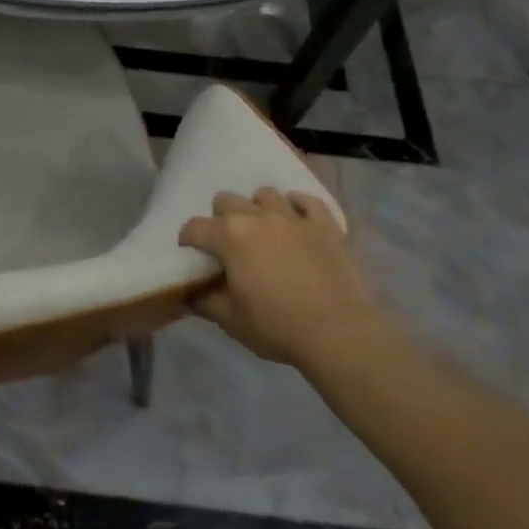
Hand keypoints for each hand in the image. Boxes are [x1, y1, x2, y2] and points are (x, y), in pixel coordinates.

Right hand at [178, 188, 385, 372]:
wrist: (341, 334)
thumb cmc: (279, 328)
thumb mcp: (232, 322)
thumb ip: (205, 302)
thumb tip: (189, 293)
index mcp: (229, 237)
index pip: (195, 227)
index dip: (188, 239)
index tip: (190, 253)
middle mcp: (257, 217)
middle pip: (226, 200)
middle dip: (220, 218)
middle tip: (228, 244)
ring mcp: (293, 217)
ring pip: (265, 194)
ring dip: (258, 208)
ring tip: (263, 230)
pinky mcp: (325, 225)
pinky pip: (307, 201)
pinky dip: (298, 206)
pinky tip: (296, 219)